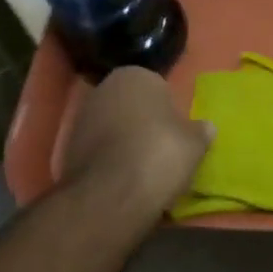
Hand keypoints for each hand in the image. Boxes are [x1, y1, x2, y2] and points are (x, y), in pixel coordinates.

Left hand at [61, 68, 211, 242]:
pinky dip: (110, 160)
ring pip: (113, 127)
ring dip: (126, 142)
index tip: (178, 133)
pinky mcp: (67, 149)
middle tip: (163, 149)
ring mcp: (82, 118)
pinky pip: (99, 149)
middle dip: (145, 123)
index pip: (159, 88)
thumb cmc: (160, 154)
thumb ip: (200, 131)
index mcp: (136, 75)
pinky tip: (123, 180)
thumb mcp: (195, 143)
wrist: (110, 196)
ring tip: (144, 169)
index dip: (170, 111)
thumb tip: (205, 127)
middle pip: (133, 106)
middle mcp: (104, 88)